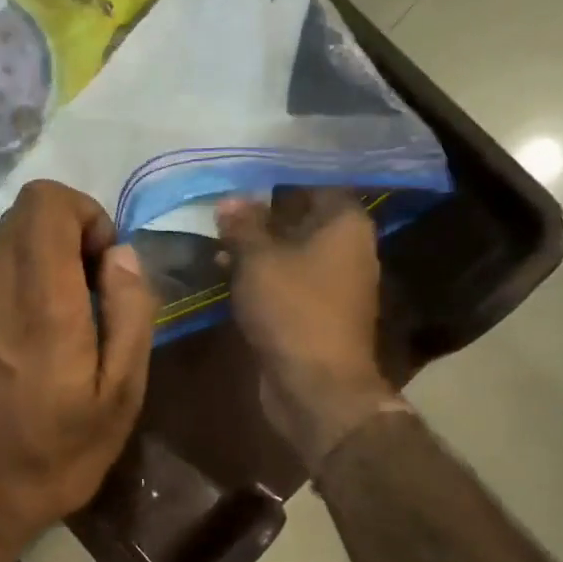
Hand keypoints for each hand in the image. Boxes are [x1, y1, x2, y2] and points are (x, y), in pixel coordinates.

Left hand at [0, 181, 157, 560]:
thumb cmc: (58, 451)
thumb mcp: (121, 395)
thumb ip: (130, 313)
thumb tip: (123, 255)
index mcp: (43, 299)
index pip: (47, 202)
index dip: (88, 215)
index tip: (110, 265)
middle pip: (27, 209)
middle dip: (73, 229)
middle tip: (99, 285)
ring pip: (11, 235)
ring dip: (51, 252)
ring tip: (78, 309)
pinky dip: (30, 273)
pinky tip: (47, 327)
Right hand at [218, 191, 400, 467]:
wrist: (316, 385)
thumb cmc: (292, 309)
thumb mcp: (258, 260)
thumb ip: (243, 225)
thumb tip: (230, 200)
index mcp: (345, 224)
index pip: (313, 183)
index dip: (275, 179)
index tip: (240, 176)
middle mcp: (347, 247)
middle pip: (300, 217)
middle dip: (260, 214)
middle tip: (220, 208)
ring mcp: (334, 282)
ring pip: (291, 251)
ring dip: (256, 247)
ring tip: (215, 240)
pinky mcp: (317, 310)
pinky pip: (288, 280)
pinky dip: (262, 274)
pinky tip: (226, 272)